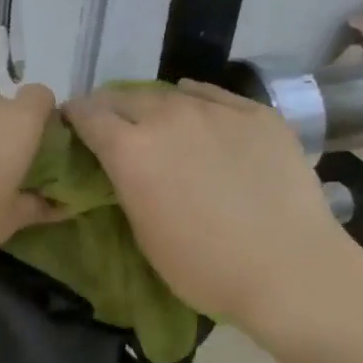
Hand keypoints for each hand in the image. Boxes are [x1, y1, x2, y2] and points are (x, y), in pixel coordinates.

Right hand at [64, 81, 362, 339]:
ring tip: (158, 125)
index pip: (87, 113)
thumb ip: (126, 185)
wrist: (290, 269)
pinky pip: (213, 96)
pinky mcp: (256, 113)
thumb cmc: (204, 267)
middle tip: (112, 129)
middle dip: (110, 109)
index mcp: (130, 149)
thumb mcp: (142, 231)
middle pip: (123, 97)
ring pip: (169, 93)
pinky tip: (200, 118)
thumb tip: (122, 165)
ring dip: (153, 107)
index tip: (72, 127)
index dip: (74, 117)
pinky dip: (196, 103)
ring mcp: (215, 110)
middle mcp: (167, 116)